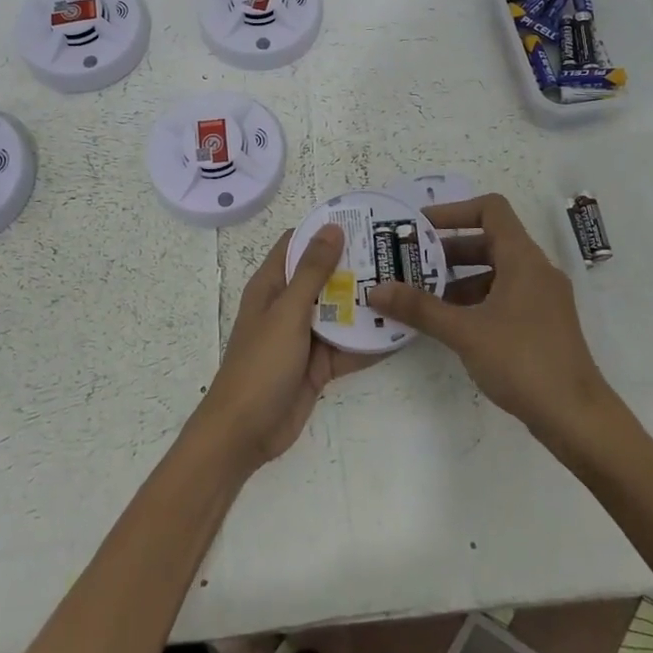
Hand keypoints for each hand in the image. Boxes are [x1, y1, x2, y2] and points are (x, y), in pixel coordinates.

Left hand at [190, 225, 378, 470]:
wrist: (245, 433)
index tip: (362, 219)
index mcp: (271, 286)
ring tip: (407, 286)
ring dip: (367, 303)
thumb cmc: (261, 363)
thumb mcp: (287, 312)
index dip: (325, 230)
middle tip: (396, 252)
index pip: (297, 245)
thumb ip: (312, 272)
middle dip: (355, 265)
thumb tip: (332, 228)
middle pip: (324, 277)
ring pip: (340, 312)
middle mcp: (288, 306)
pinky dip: (370, 342)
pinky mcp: (318, 365)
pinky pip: (348, 347)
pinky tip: (402, 331)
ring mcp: (304, 337)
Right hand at [371, 193, 616, 442]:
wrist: (577, 417)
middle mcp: (536, 270)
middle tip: (410, 262)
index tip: (420, 227)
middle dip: (447, 250)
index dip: (453, 211)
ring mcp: (542, 298)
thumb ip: (420, 308)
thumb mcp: (464, 332)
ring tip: (421, 295)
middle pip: (488, 241)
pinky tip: (449, 323)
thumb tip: (376, 290)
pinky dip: (475, 300)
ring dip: (458, 278)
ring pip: (494, 271)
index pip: (490, 209)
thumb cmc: (522, 361)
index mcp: (523, 259)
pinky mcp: (542, 323)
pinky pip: (503, 296)